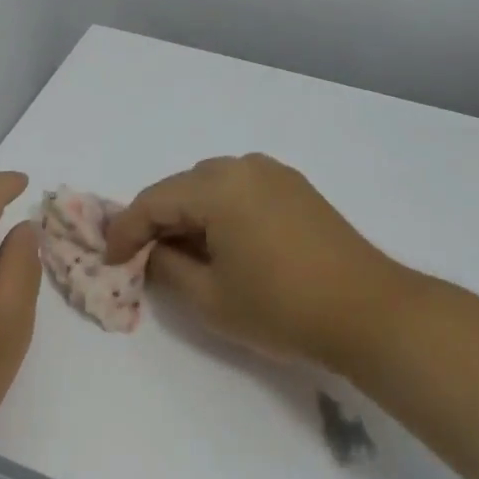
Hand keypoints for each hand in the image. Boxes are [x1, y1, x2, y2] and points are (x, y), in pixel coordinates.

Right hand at [105, 154, 414, 372]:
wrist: (370, 312)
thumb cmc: (282, 308)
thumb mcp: (210, 298)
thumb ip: (166, 268)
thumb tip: (151, 254)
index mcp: (217, 186)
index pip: (153, 202)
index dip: (125, 232)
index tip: (108, 260)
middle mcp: (243, 166)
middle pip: (181, 187)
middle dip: (156, 221)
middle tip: (141, 258)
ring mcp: (274, 173)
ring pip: (210, 186)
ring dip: (188, 214)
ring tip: (180, 252)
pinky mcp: (295, 188)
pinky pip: (240, 190)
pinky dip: (219, 211)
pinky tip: (220, 243)